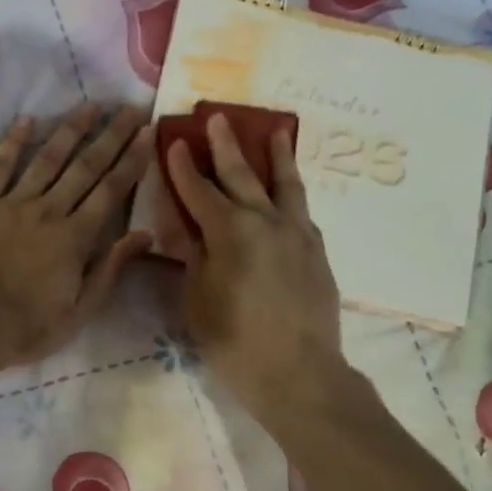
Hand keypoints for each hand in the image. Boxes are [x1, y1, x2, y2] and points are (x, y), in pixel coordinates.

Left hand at [0, 104, 154, 367]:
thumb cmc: (27, 327)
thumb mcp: (80, 310)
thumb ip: (111, 269)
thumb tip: (145, 234)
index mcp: (76, 238)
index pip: (111, 190)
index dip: (132, 159)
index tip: (149, 132)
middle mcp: (49, 211)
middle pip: (85, 166)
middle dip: (111, 135)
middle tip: (129, 107)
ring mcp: (11, 204)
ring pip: (47, 158)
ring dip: (70, 129)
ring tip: (90, 105)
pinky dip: (13, 142)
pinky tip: (27, 120)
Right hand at [166, 113, 343, 420]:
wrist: (298, 372)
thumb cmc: (234, 340)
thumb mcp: (197, 300)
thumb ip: (194, 257)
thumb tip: (192, 230)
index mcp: (229, 231)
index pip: (199, 190)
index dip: (183, 166)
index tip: (175, 140)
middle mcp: (266, 221)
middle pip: (242, 175)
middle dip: (226, 146)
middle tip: (218, 118)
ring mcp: (297, 234)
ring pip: (285, 185)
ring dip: (275, 156)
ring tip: (275, 131)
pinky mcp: (317, 251)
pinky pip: (302, 211)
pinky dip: (292, 194)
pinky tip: (289, 193)